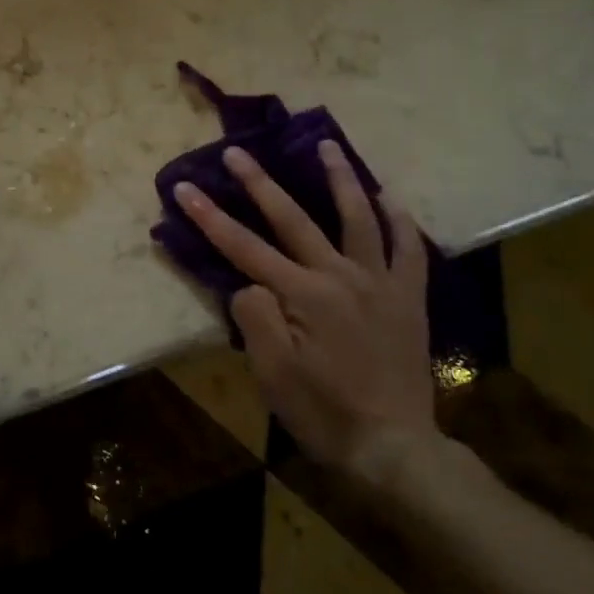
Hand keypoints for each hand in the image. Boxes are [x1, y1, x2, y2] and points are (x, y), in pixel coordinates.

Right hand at [172, 141, 434, 473]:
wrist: (394, 448)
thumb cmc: (323, 412)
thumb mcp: (272, 373)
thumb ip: (255, 317)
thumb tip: (249, 283)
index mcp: (302, 295)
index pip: (244, 247)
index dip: (210, 216)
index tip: (185, 186)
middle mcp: (340, 276)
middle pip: (293, 219)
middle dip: (260, 183)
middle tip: (238, 151)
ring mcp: (379, 282)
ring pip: (358, 218)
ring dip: (340, 179)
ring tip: (327, 145)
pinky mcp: (408, 298)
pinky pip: (409, 250)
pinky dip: (400, 220)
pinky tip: (388, 197)